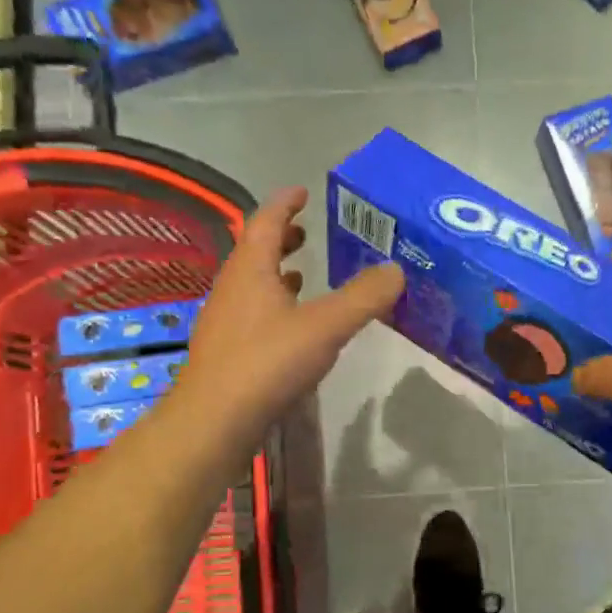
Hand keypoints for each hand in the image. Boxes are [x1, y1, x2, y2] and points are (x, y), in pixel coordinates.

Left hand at [175, 186, 402, 456]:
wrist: (215, 421)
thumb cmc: (268, 362)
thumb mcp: (326, 326)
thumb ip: (363, 297)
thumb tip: (396, 270)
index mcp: (250, 269)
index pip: (265, 221)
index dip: (285, 203)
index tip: (303, 191)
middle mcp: (232, 288)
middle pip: (255, 251)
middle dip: (281, 238)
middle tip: (307, 233)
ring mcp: (225, 321)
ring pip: (252, 284)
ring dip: (277, 274)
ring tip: (304, 276)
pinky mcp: (227, 352)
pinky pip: (253, 313)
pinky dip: (274, 306)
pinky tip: (292, 327)